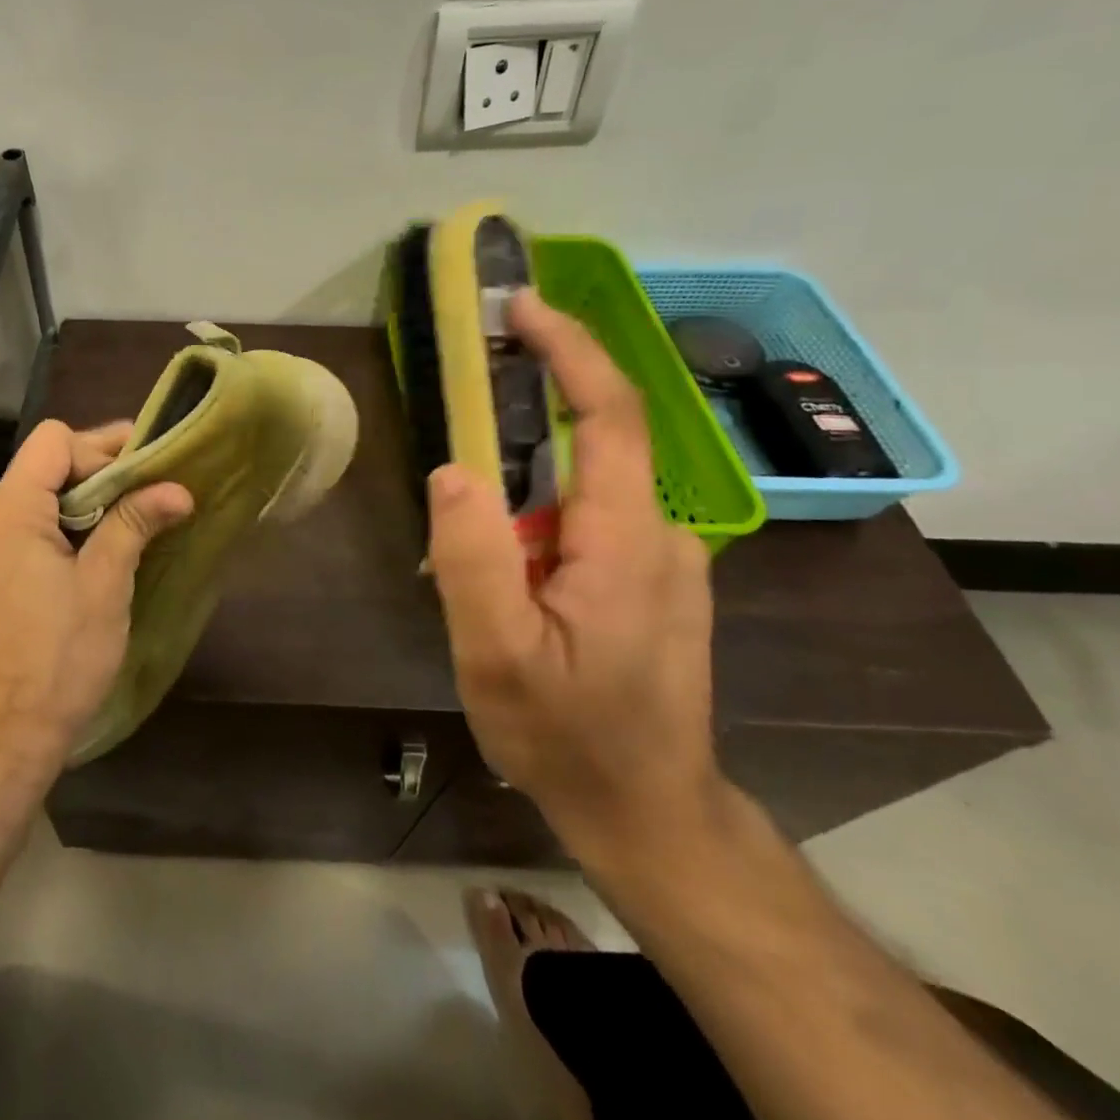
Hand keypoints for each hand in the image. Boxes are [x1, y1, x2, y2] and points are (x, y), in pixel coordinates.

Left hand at [0, 420, 191, 772]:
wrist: (1, 739)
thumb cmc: (58, 659)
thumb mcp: (104, 586)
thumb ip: (134, 524)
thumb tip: (176, 488)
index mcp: (10, 513)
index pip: (52, 441)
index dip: (100, 447)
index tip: (143, 472)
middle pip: (42, 466)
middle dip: (98, 472)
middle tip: (149, 491)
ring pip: (35, 500)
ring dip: (82, 503)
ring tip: (130, 522)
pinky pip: (25, 532)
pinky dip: (62, 529)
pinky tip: (95, 555)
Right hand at [427, 290, 722, 862]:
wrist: (648, 811)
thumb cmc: (568, 736)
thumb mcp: (498, 656)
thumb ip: (473, 559)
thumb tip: (453, 470)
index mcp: (628, 540)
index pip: (612, 415)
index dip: (571, 350)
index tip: (522, 307)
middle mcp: (663, 533)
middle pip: (600, 439)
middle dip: (535, 409)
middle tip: (466, 414)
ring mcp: (666, 559)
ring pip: (589, 485)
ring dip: (529, 482)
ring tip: (477, 542)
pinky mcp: (653, 579)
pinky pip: (594, 517)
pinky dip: (544, 513)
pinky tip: (510, 573)